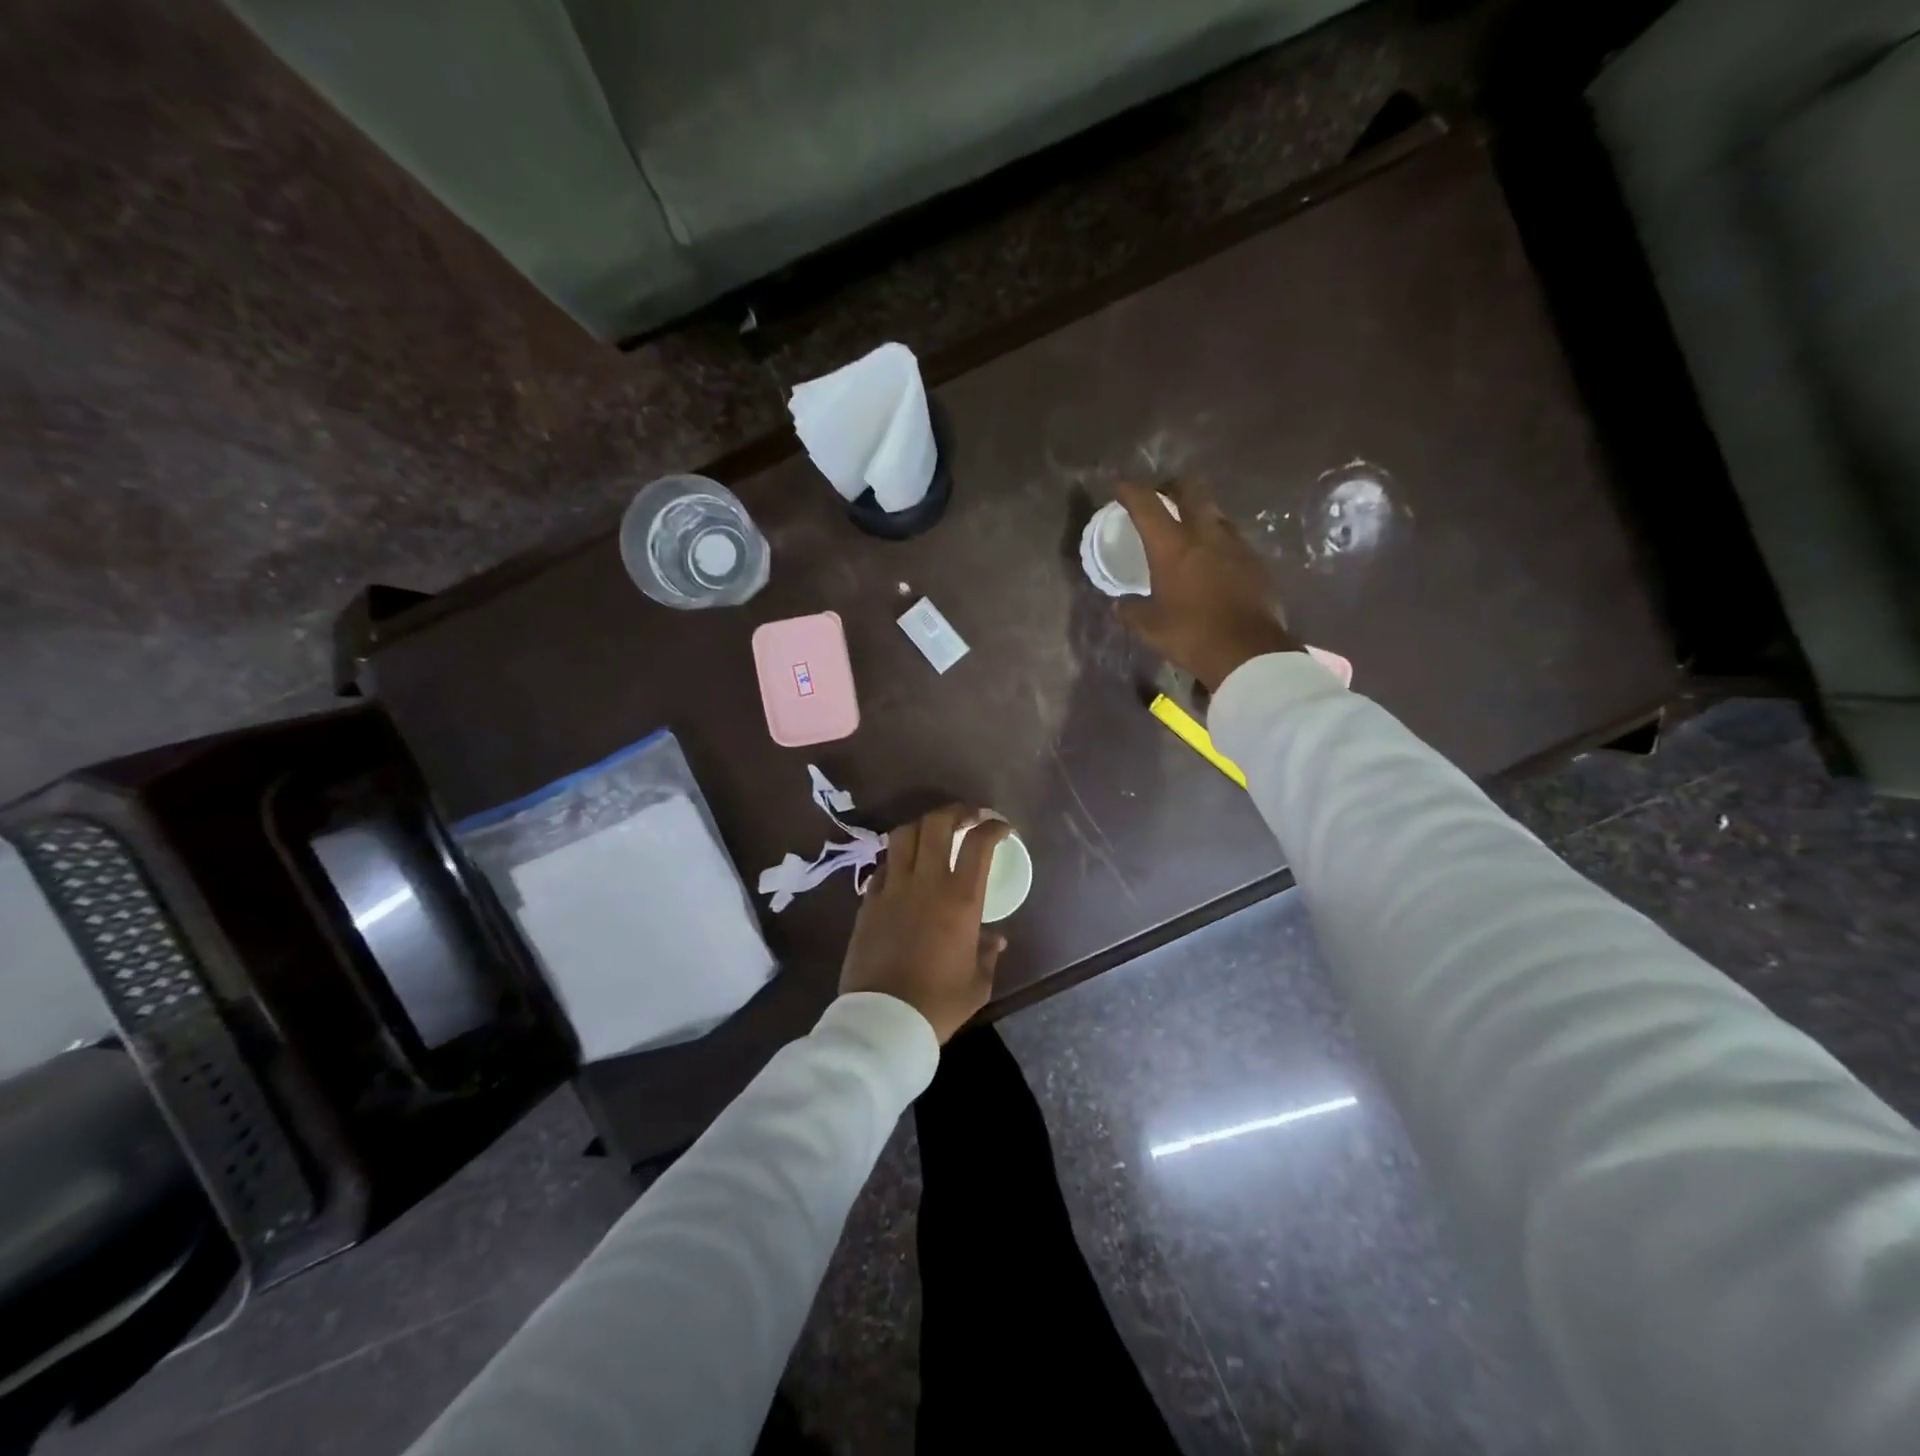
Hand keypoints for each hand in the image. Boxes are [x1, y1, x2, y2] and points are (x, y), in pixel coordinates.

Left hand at [840, 805, 1013, 1042]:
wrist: (883, 1020)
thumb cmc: (938, 1004)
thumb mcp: (977, 984)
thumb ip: (987, 954)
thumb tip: (994, 938)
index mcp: (960, 899)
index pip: (979, 843)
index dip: (993, 827)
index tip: (1002, 828)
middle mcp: (926, 883)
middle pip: (936, 824)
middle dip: (955, 812)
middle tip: (967, 817)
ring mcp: (892, 888)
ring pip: (903, 835)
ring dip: (922, 826)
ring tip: (932, 833)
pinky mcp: (868, 901)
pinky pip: (883, 865)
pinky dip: (897, 858)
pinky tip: (904, 869)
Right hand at [1113, 479, 1300, 690]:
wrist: (1248, 652)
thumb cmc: (1191, 635)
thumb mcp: (1149, 627)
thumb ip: (1131, 610)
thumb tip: (1120, 603)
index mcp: (1172, 546)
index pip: (1147, 504)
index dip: (1130, 490)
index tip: (1119, 485)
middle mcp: (1205, 534)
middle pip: (1191, 489)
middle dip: (1173, 485)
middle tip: (1162, 497)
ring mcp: (1236, 544)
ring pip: (1216, 512)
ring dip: (1200, 513)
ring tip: (1189, 531)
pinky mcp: (1256, 561)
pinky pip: (1233, 539)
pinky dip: (1218, 541)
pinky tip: (1213, 561)